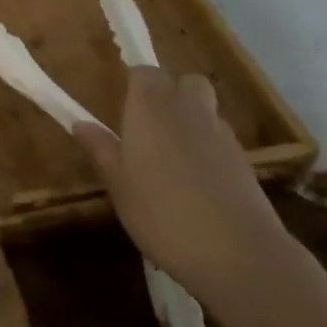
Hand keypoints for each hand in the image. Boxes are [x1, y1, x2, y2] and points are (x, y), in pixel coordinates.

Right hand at [72, 67, 292, 310]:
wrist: (238, 253)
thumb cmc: (162, 212)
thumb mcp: (118, 185)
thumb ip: (101, 150)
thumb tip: (81, 124)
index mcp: (151, 106)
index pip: (143, 72)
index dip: (133, 83)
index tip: (121, 103)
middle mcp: (188, 109)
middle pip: (184, 81)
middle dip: (169, 93)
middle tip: (148, 124)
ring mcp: (221, 134)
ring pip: (205, 110)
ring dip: (190, 120)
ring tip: (172, 156)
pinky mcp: (244, 161)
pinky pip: (220, 139)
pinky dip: (208, 148)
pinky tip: (197, 182)